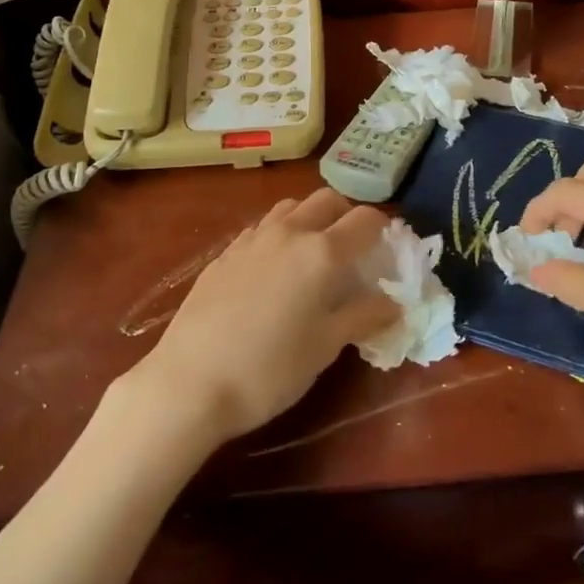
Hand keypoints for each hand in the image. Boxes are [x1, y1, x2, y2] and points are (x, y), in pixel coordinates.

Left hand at [125, 188, 400, 444]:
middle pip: (328, 201)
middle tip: (354, 250)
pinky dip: (279, 233)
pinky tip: (274, 268)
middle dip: (347, 216)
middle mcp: (289, 233)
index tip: (388, 250)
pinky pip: (262, 227)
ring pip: (291, 207)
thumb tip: (394, 304)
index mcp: (321, 253)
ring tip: (313, 253)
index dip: (384, 229)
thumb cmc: (269, 369)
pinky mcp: (225, 253)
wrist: (189, 382)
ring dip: (311, 218)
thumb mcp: (324, 347)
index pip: (365, 220)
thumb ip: (362, 317)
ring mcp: (252, 239)